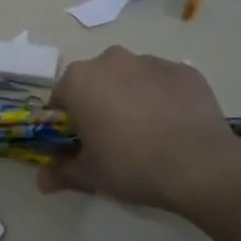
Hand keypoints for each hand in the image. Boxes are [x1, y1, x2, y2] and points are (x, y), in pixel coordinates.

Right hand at [37, 47, 240, 211]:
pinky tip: (174, 126)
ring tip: (148, 133)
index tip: (80, 143)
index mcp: (80, 80)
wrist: (199, 165)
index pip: (61, 98)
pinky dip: (163, 98)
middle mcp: (112, 60)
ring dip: (131, 97)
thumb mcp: (89, 175)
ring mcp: (152, 61)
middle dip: (99, 103)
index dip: (68, 122)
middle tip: (113, 138)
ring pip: (131, 78)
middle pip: (96, 82)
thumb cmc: (131, 165)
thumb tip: (40, 181)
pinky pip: (164, 83)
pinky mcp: (185, 70)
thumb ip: (61, 172)